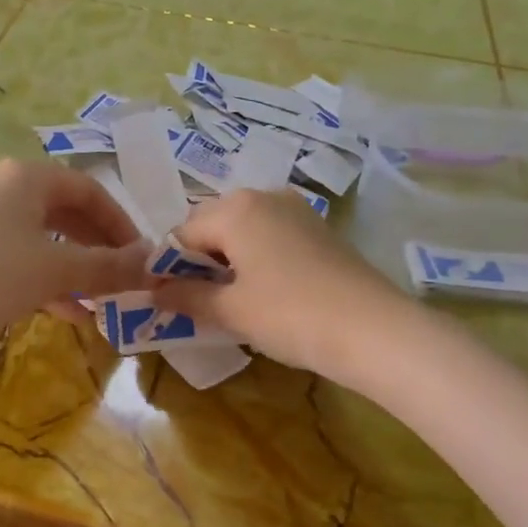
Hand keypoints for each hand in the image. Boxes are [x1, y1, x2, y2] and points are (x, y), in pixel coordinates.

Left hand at [0, 159, 150, 336]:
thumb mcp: (57, 269)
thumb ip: (109, 267)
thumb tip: (155, 264)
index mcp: (27, 177)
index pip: (89, 189)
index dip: (120, 222)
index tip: (140, 255)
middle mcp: (4, 189)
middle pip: (66, 213)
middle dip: (98, 248)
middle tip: (123, 277)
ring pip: (44, 239)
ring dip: (76, 268)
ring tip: (101, 300)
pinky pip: (19, 259)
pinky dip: (46, 281)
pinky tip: (68, 313)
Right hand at [153, 189, 407, 380]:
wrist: (373, 329)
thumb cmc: (289, 314)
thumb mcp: (230, 310)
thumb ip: (186, 297)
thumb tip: (153, 293)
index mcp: (235, 208)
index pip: (182, 234)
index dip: (170, 269)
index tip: (169, 303)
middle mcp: (264, 196)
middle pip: (213, 226)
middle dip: (200, 263)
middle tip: (201, 305)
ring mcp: (296, 210)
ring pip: (244, 231)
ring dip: (230, 263)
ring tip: (234, 303)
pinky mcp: (320, 229)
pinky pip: (272, 237)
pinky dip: (258, 260)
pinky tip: (267, 294)